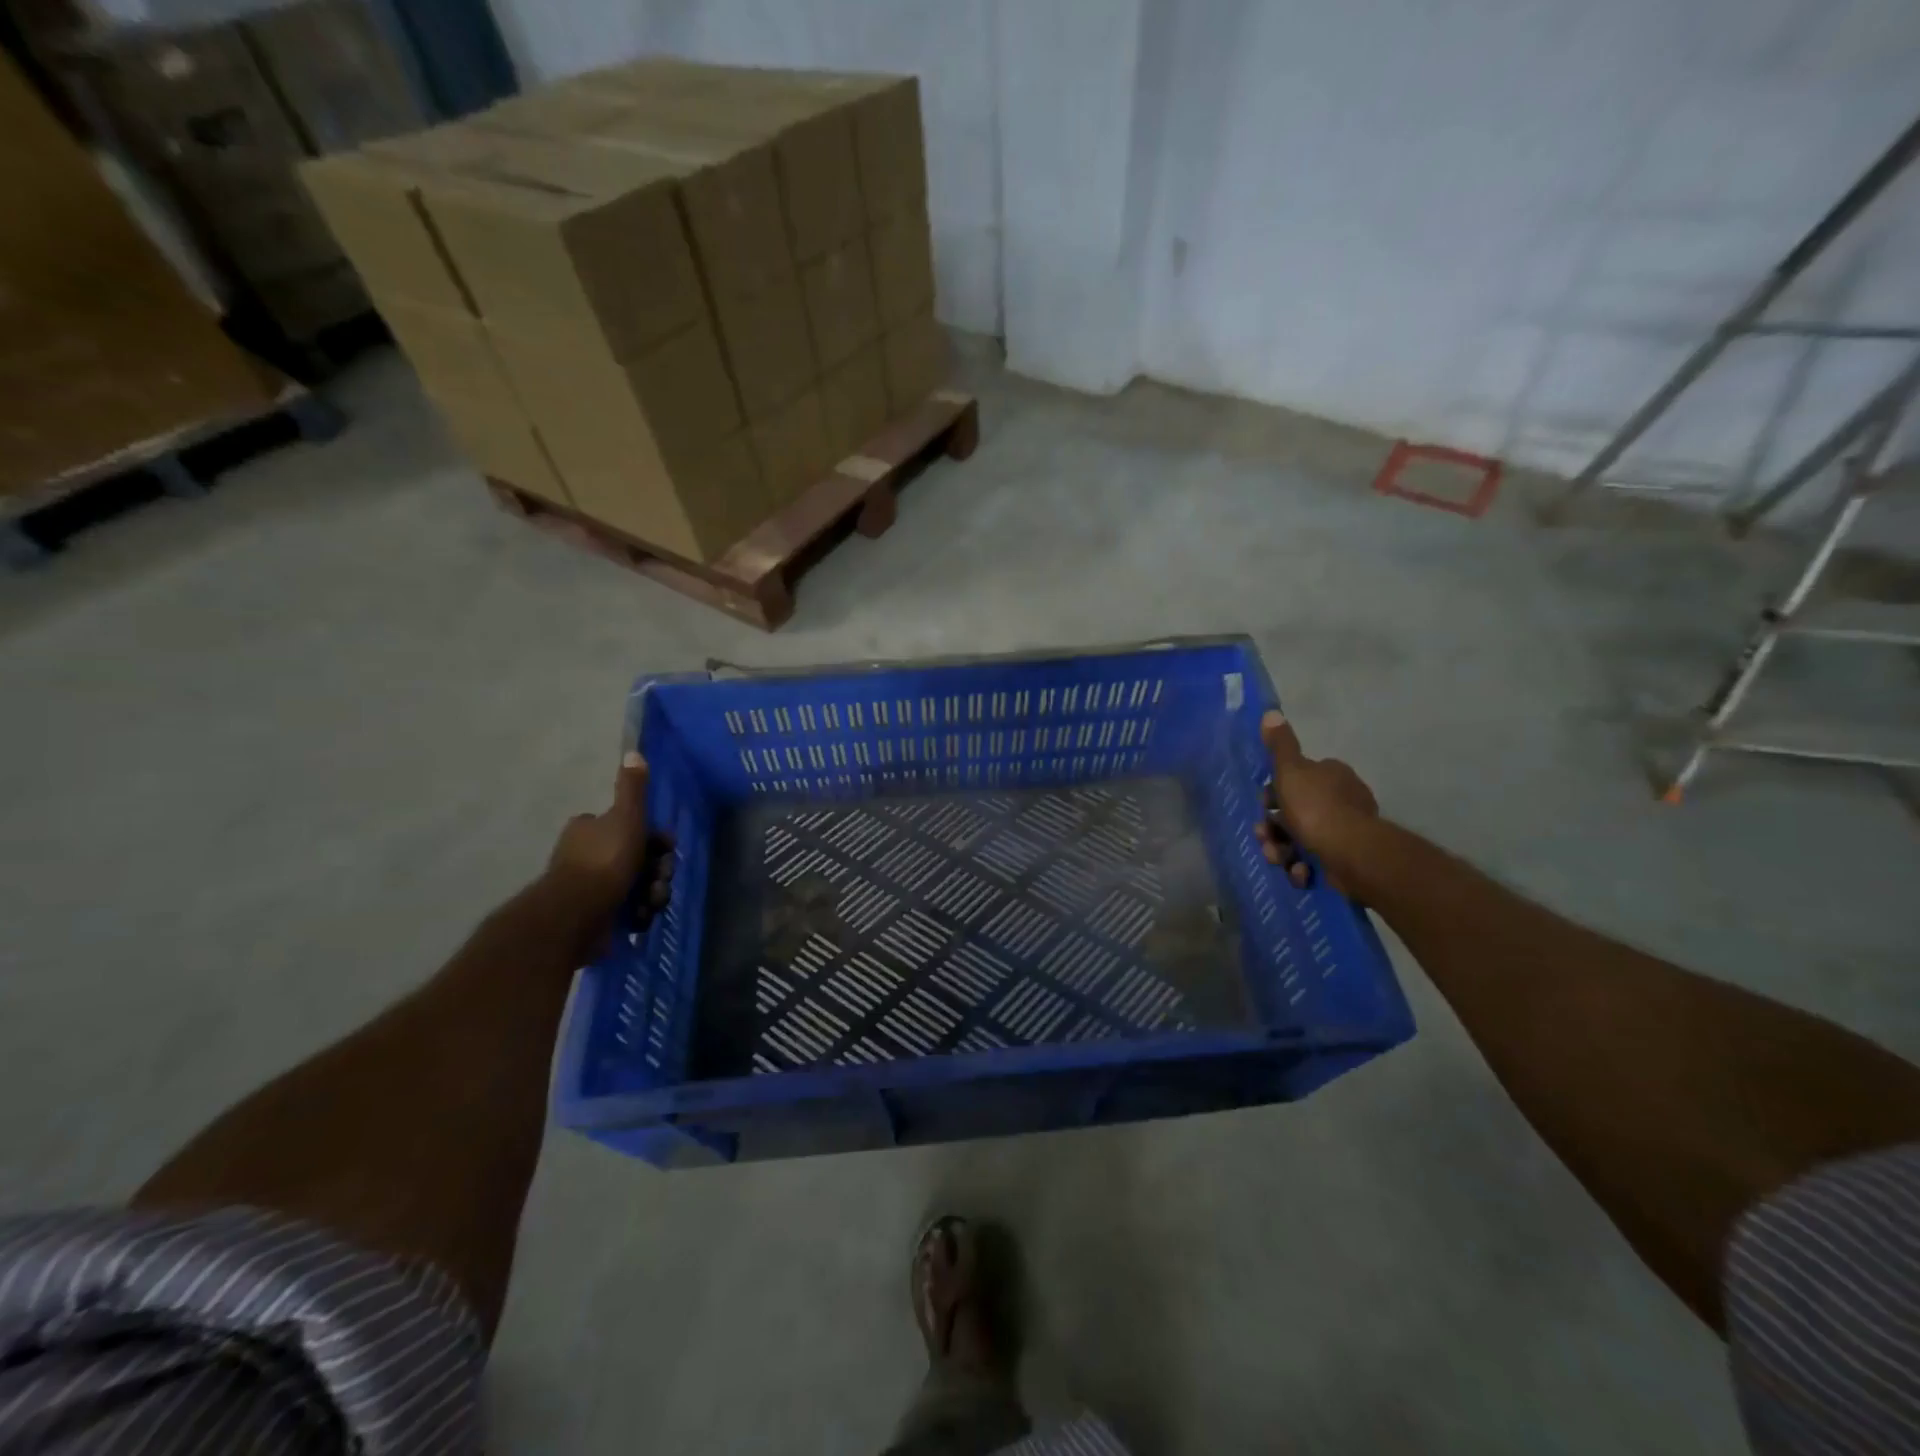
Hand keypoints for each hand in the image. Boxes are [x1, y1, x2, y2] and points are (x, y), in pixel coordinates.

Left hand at [545, 751, 674, 930]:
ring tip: (651, 902)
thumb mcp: (626, 816)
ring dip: (652, 892)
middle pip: (637, 857)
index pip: (628, 826)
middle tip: (661, 877)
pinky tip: (640, 916)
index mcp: (589, 829)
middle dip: (656, 869)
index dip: (653, 837)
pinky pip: (627, 909)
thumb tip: (633, 752)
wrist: (579, 912)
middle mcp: (586, 855)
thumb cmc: (605, 859)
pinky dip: (638, 912)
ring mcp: (589, 887)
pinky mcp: (594, 915)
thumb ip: (632, 788)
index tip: (667, 847)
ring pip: (636, 884)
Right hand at [1255, 710, 1378, 893]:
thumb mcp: (1290, 771)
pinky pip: (1315, 861)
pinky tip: (1300, 872)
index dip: (1274, 794)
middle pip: (1294, 812)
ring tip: (1279, 859)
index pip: (1296, 780)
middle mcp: (1342, 799)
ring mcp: (1346, 830)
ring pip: (1301, 839)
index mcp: (1331, 775)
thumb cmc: (1316, 807)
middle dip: (1274, 828)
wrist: (1350, 852)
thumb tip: (1271, 713)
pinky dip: (1303, 868)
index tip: (1263, 807)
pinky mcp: (1346, 858)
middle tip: (1264, 837)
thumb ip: (1280, 746)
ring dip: (1283, 850)